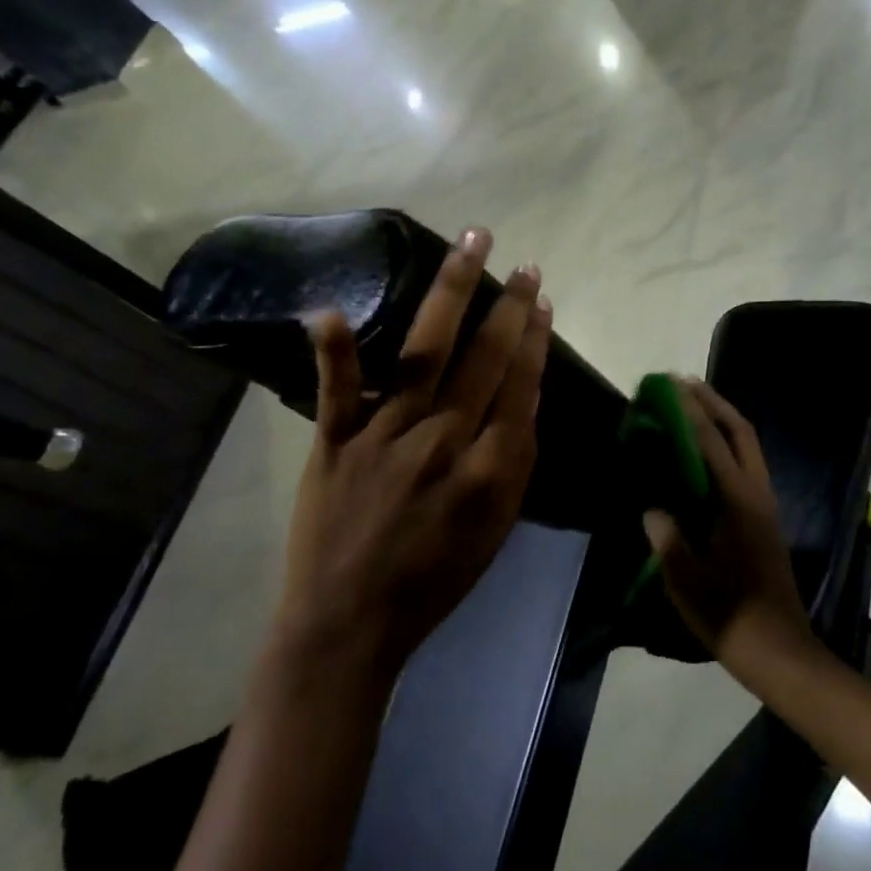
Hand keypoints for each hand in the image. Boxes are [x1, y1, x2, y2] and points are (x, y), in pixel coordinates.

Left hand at [277, 227, 551, 678]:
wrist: (350, 625)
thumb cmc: (434, 580)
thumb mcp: (497, 530)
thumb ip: (514, 463)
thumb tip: (523, 398)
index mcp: (488, 467)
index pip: (519, 386)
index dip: (533, 338)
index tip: (540, 299)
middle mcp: (442, 440)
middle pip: (483, 358)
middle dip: (507, 305)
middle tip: (522, 262)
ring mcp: (385, 436)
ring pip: (425, 353)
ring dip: (450, 294)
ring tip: (470, 245)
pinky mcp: (334, 442)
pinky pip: (336, 390)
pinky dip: (334, 350)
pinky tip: (330, 307)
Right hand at [644, 378, 812, 669]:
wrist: (780, 651)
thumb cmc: (732, 617)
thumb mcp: (689, 583)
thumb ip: (669, 541)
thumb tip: (653, 509)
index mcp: (739, 504)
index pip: (711, 445)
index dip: (689, 413)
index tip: (668, 389)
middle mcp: (757, 495)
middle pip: (741, 432)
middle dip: (714, 403)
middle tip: (683, 383)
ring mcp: (765, 506)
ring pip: (748, 446)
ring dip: (723, 420)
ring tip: (693, 405)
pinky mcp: (764, 519)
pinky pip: (746, 465)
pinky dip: (726, 445)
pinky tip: (705, 452)